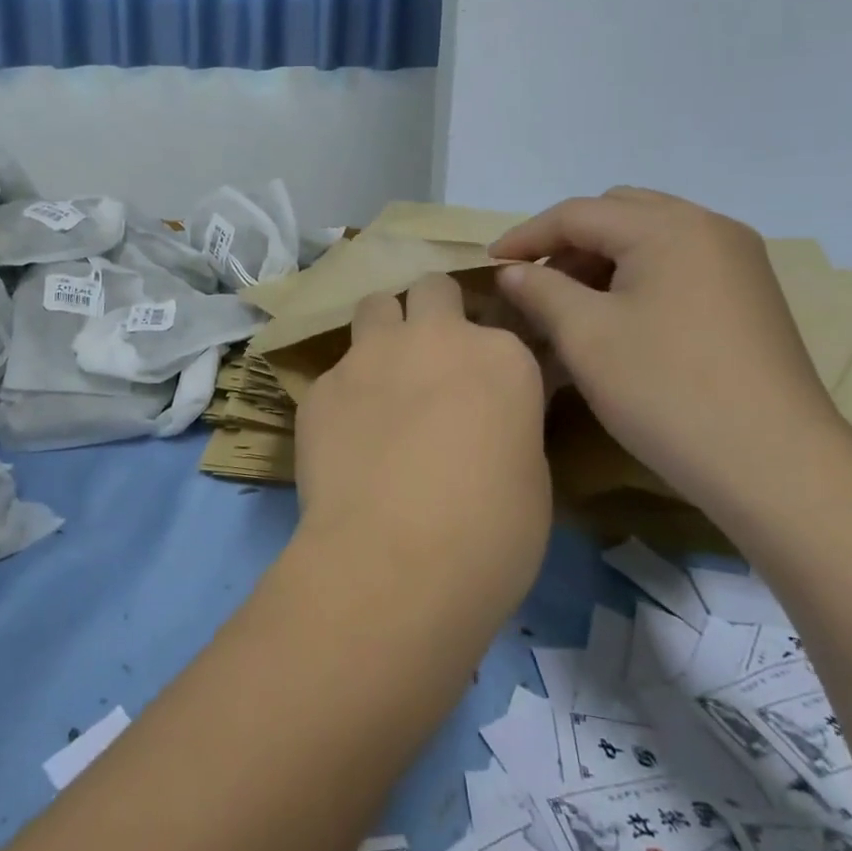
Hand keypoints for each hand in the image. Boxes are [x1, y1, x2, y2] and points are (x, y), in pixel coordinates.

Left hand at [293, 274, 550, 619]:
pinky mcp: (321, 386)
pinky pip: (336, 371)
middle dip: (433, 311)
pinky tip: (345, 437)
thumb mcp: (530, 476)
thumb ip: (508, 423)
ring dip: (384, 330)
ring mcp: (369, 355)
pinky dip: (345, 392)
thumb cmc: (489, 533)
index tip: (487, 388)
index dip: (490, 357)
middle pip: (432, 289)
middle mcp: (433, 337)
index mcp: (499, 355)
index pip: (500, 327)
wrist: (394, 562)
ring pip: (374, 305)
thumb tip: (490, 418)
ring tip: (384, 377)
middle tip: (433, 358)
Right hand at [490, 189, 847, 509]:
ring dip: (603, 259)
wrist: (778, 466)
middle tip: (536, 284)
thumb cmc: (668, 391)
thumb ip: (541, 290)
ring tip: (571, 304)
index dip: (526, 236)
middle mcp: (709, 228)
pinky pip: (678, 263)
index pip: (578, 213)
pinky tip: (621, 318)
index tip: (489, 265)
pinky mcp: (750, 295)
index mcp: (668, 227)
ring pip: (650, 237)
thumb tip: (512, 272)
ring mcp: (738, 261)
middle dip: (568, 242)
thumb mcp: (586, 336)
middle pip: (618, 213)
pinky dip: (638, 276)